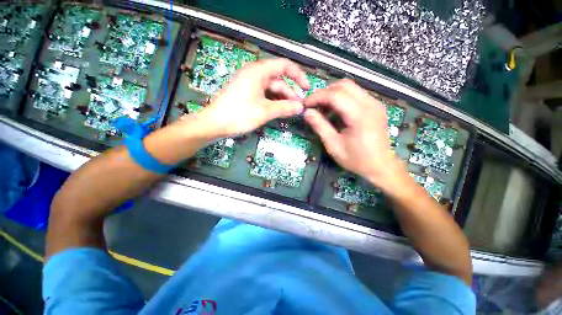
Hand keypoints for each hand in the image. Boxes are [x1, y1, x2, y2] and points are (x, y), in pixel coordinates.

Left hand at [196, 58, 309, 137]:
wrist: (214, 124)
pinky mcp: (246, 93)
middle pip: (278, 80)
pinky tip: (279, 110)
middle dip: (290, 93)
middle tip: (299, 107)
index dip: (298, 75)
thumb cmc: (239, 115)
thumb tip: (300, 107)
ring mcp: (250, 84)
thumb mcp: (265, 111)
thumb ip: (284, 107)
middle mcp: (254, 74)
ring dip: (282, 99)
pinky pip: (264, 95)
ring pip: (271, 89)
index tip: (306, 88)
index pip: (284, 66)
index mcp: (258, 71)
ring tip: (291, 111)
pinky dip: (273, 102)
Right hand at [303, 79, 405, 188]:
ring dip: (333, 94)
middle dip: (325, 92)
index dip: (317, 97)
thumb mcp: (333, 145)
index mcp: (359, 115)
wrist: (381, 166)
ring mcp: (375, 103)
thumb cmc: (356, 159)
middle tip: (314, 105)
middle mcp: (370, 103)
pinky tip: (336, 111)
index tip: (306, 104)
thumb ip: (320, 126)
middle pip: (344, 85)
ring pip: (350, 87)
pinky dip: (342, 98)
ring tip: (323, 109)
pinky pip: (356, 94)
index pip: (335, 95)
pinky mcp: (376, 106)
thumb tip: (307, 112)